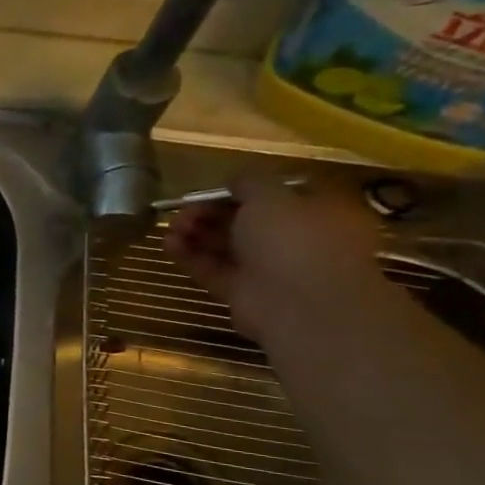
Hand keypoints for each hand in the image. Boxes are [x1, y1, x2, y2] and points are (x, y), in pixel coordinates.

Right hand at [162, 172, 387, 343]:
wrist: (299, 304)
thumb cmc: (295, 239)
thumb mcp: (272, 196)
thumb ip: (250, 182)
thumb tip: (235, 180)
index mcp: (317, 212)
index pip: (277, 195)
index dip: (242, 190)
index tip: (214, 189)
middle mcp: (295, 239)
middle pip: (245, 220)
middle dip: (210, 213)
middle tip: (184, 211)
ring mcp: (268, 268)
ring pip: (225, 245)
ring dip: (196, 233)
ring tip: (171, 228)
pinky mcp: (242, 292)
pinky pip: (213, 269)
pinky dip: (190, 257)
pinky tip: (168, 245)